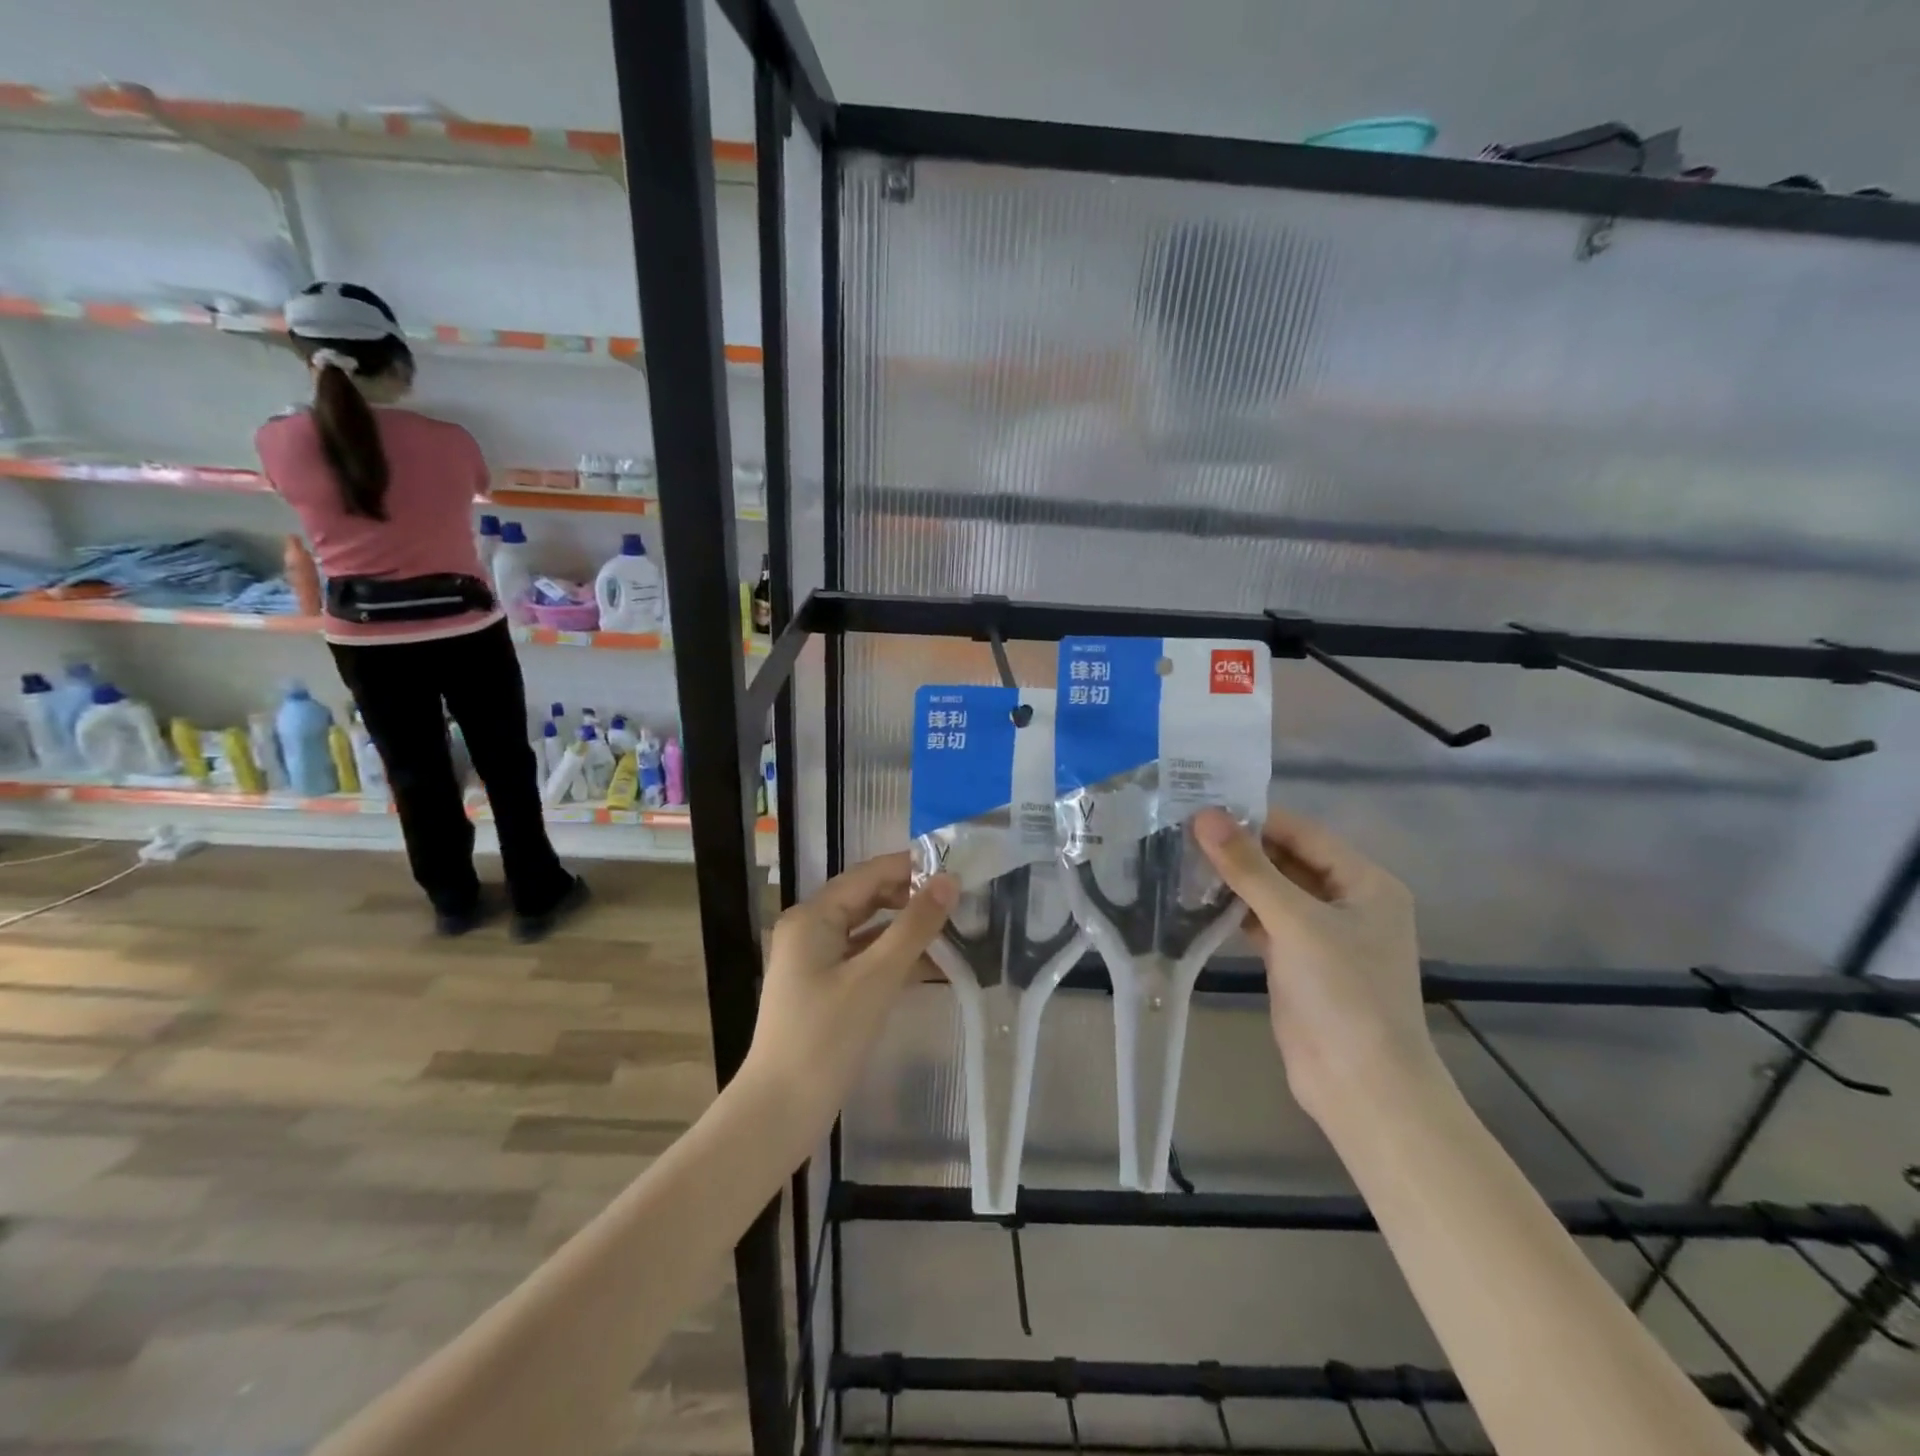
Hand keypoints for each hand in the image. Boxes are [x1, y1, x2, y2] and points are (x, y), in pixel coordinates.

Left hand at [745, 853, 956, 1121]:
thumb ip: (914, 926)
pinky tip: (931, 966)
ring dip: (906, 929)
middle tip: (960, 900)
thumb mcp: (876, 977)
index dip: (911, 867)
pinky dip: (894, 958)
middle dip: (911, 897)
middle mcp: (810, 929)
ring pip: (868, 930)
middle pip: (868, 898)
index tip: (956, 868)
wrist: (779, 1112)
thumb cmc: (825, 1037)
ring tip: (954, 928)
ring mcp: (814, 961)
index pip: (869, 874)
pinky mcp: (823, 989)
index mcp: (813, 916)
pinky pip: (864, 959)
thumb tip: (949, 881)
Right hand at [1191, 806, 1440, 1123]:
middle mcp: (1347, 902)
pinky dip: (1234, 910)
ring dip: (1233, 878)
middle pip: (1287, 860)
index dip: (1255, 818)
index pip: (1304, 833)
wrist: (1361, 1087)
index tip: (1202, 805)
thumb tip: (1205, 816)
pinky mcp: (1296, 961)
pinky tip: (1196, 899)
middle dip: (1240, 847)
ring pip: (1271, 891)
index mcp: (1366, 883)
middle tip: (1182, 830)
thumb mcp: (1296, 922)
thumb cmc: (1343, 993)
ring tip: (1181, 857)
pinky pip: (1262, 922)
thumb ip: (1249, 868)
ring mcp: (1321, 934)